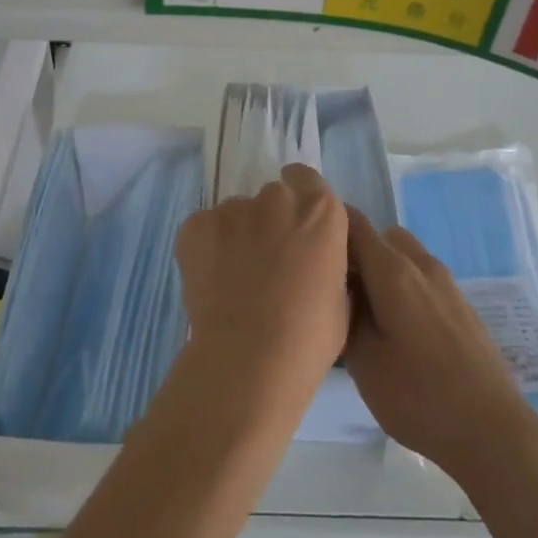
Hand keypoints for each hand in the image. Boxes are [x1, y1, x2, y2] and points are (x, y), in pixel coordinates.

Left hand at [175, 164, 348, 399]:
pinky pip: (205, 229)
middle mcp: (277, 198)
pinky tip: (212, 283)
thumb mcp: (340, 294)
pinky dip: (207, 248)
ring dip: (237, 236)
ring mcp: (233, 209)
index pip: (307, 180)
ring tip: (234, 281)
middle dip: (269, 222)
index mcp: (320, 211)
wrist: (251, 357)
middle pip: (272, 198)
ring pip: (236, 214)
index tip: (293, 224)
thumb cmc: (309, 336)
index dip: (299, 199)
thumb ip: (326, 259)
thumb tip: (312, 259)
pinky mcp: (197, 225)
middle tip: (265, 263)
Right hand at [345, 208, 537, 484]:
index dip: (328, 226)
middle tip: (338, 289)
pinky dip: (404, 287)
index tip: (308, 246)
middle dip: (357, 252)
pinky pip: (423, 279)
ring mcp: (447, 285)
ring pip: (405, 257)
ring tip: (367, 312)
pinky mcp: (462, 306)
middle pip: (382, 237)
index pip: (354, 223)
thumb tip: (342, 289)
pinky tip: (399, 330)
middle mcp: (422, 266)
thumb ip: (346, 313)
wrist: (492, 430)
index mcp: (393, 271)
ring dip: (383, 271)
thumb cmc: (418, 396)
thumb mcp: (362, 361)